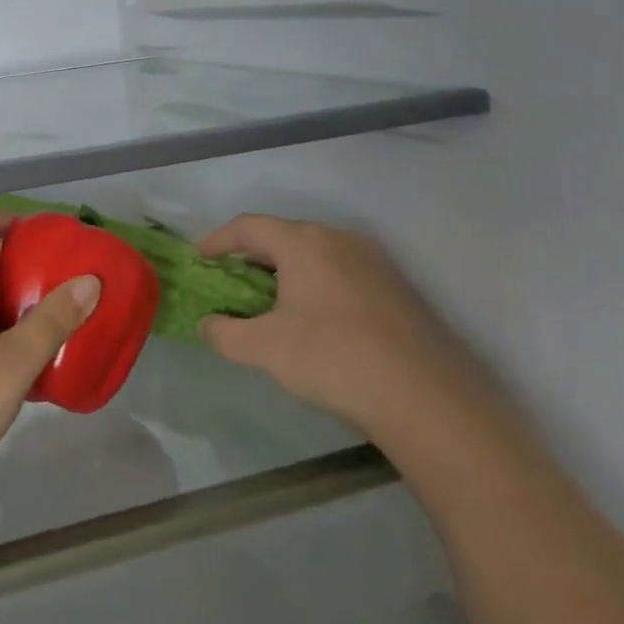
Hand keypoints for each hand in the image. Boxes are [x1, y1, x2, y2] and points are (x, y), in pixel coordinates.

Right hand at [197, 215, 471, 437]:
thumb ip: (225, 332)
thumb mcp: (263, 349)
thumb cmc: (332, 359)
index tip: (200, 259)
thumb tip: (210, 323)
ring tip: (271, 300)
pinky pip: (342, 271)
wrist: (423, 397)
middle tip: (232, 281)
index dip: (218, 240)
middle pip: (283, 235)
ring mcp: (373, 260)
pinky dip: (316, 282)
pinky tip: (315, 317)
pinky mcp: (396, 286)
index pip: (249, 226)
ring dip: (286, 269)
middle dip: (252, 255)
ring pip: (316, 253)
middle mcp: (339, 239)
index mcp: (303, 243)